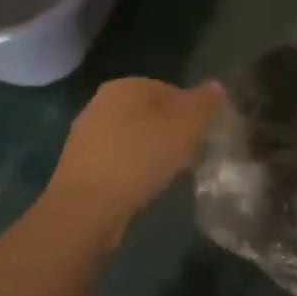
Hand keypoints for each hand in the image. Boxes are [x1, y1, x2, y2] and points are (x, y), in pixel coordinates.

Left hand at [40, 78, 224, 243]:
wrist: (86, 209)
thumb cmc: (140, 157)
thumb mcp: (185, 126)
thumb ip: (204, 103)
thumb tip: (216, 86)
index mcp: (126, 86)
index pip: (170, 89)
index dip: (191, 112)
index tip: (202, 136)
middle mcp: (101, 103)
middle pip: (150, 113)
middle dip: (171, 131)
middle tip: (189, 155)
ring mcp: (86, 135)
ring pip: (133, 137)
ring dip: (152, 152)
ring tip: (168, 174)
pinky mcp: (80, 166)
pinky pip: (118, 160)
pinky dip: (133, 169)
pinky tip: (144, 188)